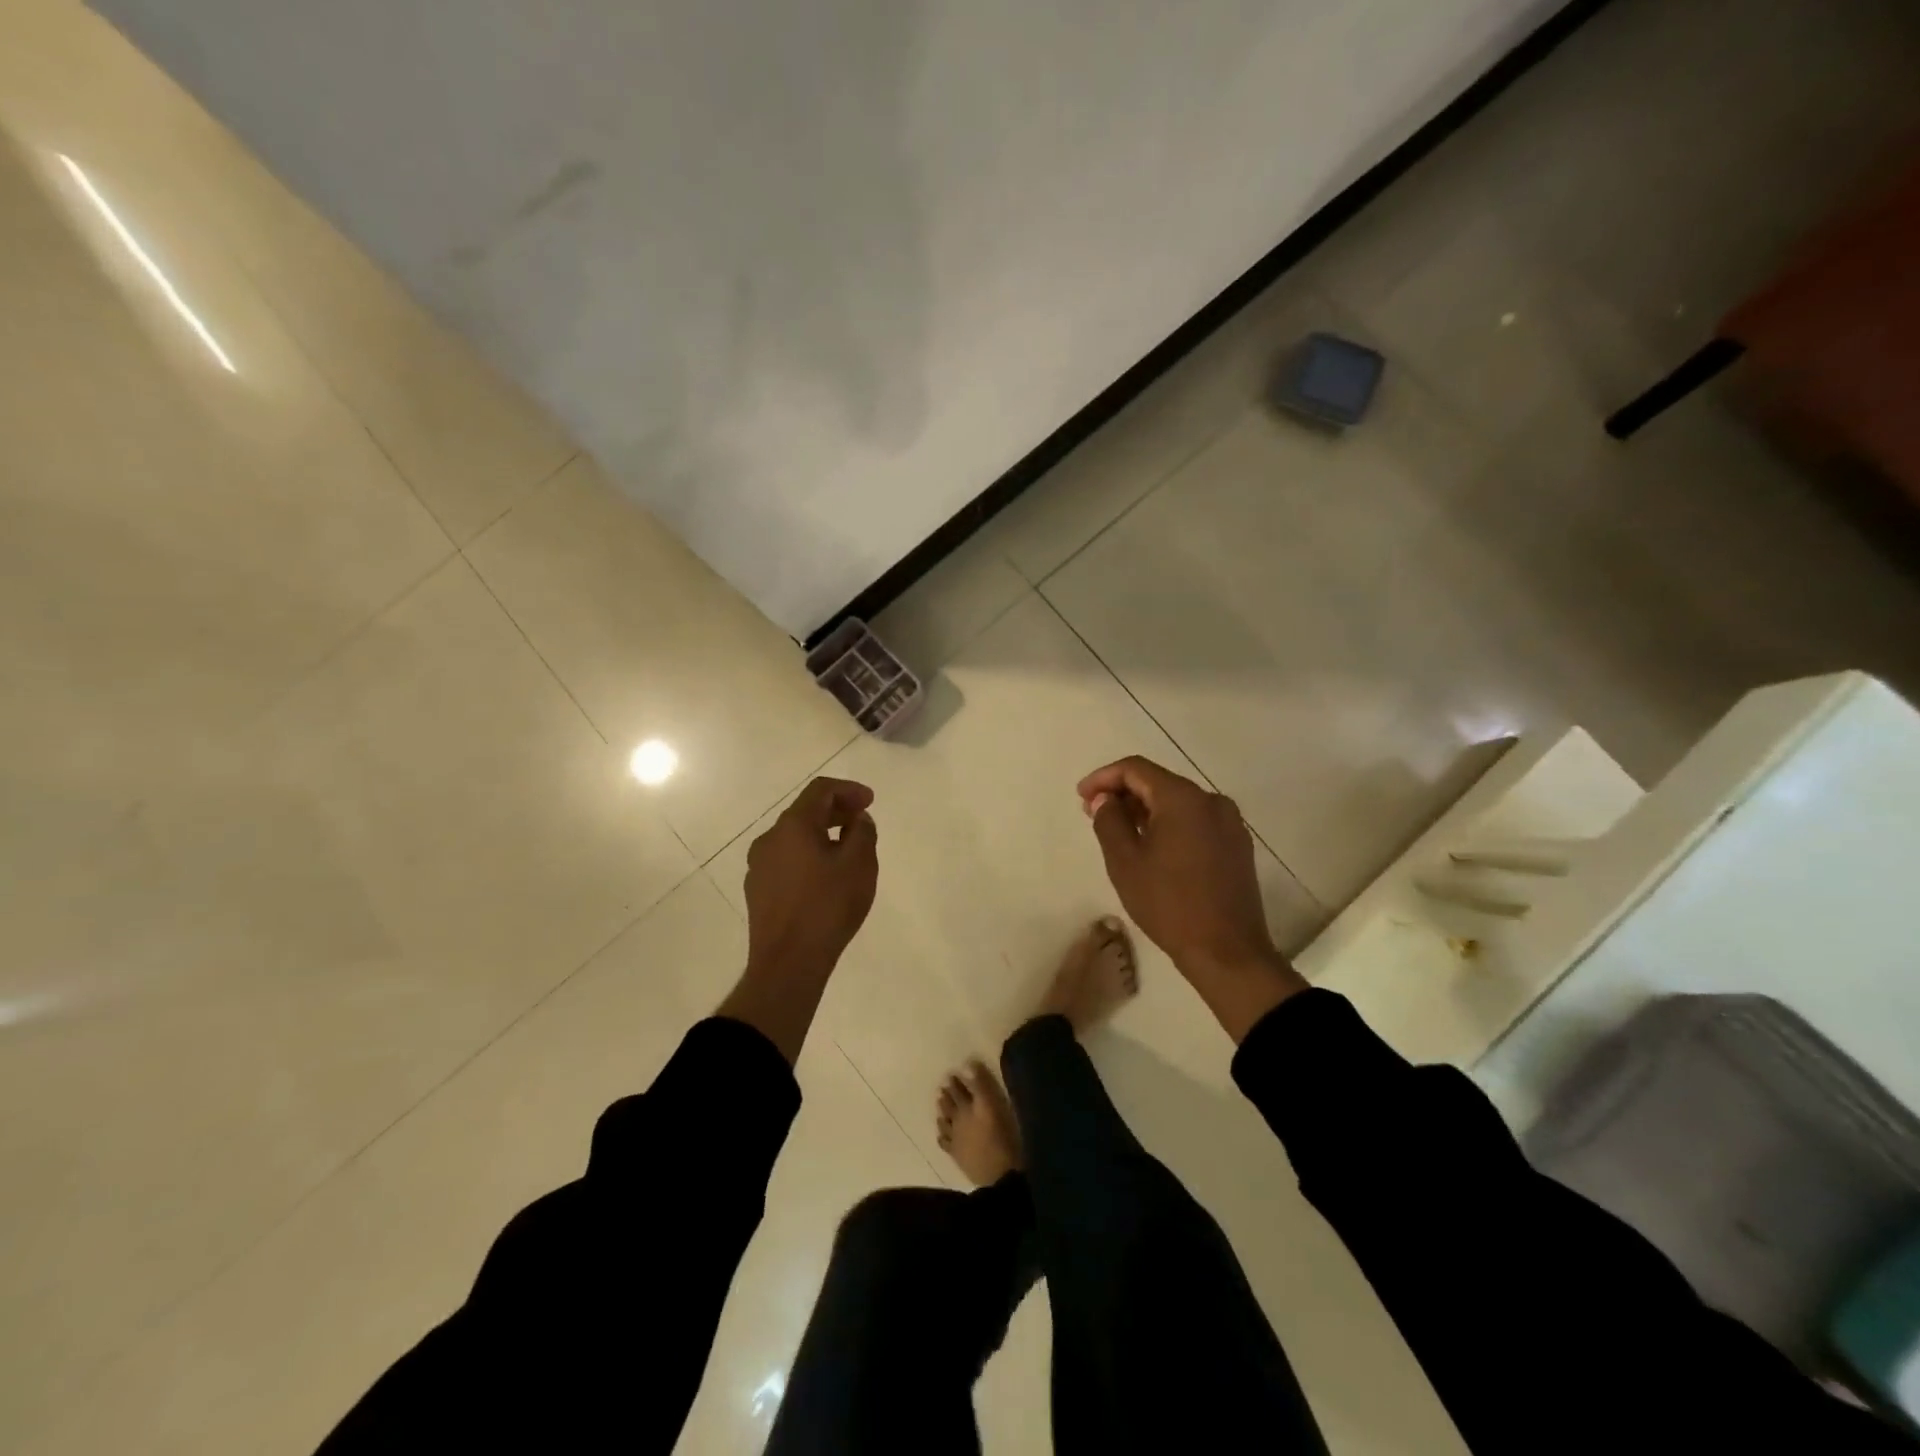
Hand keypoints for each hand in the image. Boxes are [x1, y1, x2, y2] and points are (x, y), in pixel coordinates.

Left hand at [722, 777, 879, 1063]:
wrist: (788, 963)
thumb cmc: (828, 907)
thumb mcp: (859, 865)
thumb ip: (862, 832)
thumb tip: (857, 819)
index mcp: (793, 825)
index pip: (820, 790)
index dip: (849, 790)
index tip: (870, 801)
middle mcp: (769, 839)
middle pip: (804, 812)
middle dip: (836, 811)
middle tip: (861, 821)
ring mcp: (758, 866)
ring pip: (794, 838)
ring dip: (821, 835)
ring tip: (846, 851)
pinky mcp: (757, 891)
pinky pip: (786, 861)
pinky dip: (807, 857)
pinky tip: (824, 878)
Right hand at [1077, 756, 1305, 1040]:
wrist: (1227, 952)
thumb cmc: (1169, 904)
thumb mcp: (1125, 862)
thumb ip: (1109, 821)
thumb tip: (1105, 799)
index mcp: (1183, 798)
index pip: (1135, 769)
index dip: (1103, 777)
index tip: (1081, 797)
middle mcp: (1211, 800)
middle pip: (1159, 782)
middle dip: (1124, 793)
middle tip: (1094, 814)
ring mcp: (1229, 823)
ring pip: (1178, 802)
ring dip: (1146, 810)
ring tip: (1119, 831)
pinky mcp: (1237, 845)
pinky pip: (1195, 820)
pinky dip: (1169, 824)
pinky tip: (1152, 847)